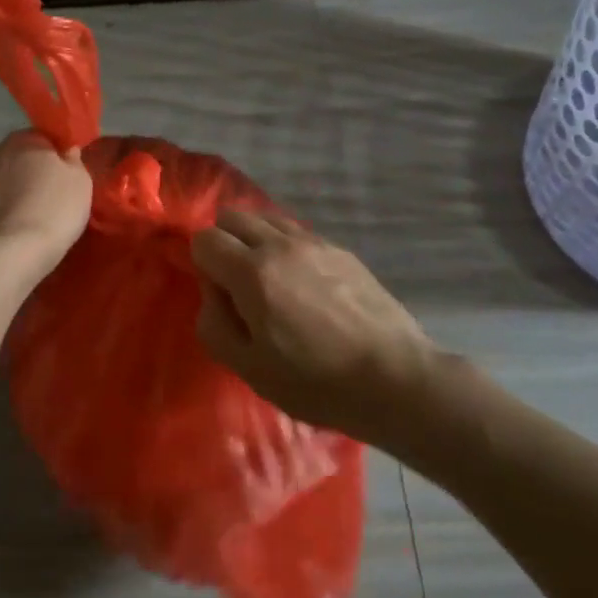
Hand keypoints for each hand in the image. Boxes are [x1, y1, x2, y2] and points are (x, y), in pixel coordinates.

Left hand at [0, 131, 91, 267]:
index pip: (42, 138)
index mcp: (26, 140)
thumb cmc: (55, 211)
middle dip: (21, 167)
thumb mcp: (81, 183)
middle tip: (36, 193)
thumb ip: (73, 161)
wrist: (14, 252)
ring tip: (5, 205)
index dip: (52, 156)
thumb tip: (65, 150)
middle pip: (11, 153)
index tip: (60, 176)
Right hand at [192, 208, 433, 442]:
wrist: (394, 377)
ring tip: (270, 281)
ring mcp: (314, 241)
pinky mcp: (341, 249)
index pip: (205, 239)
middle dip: (224, 242)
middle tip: (238, 284)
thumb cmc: (315, 382)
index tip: (220, 296)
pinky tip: (303, 285)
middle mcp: (280, 244)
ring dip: (255, 239)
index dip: (202, 265)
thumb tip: (213, 290)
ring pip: (266, 217)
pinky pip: (297, 232)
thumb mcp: (249, 368)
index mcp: (252, 272)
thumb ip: (214, 323)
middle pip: (232, 215)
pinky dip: (285, 246)